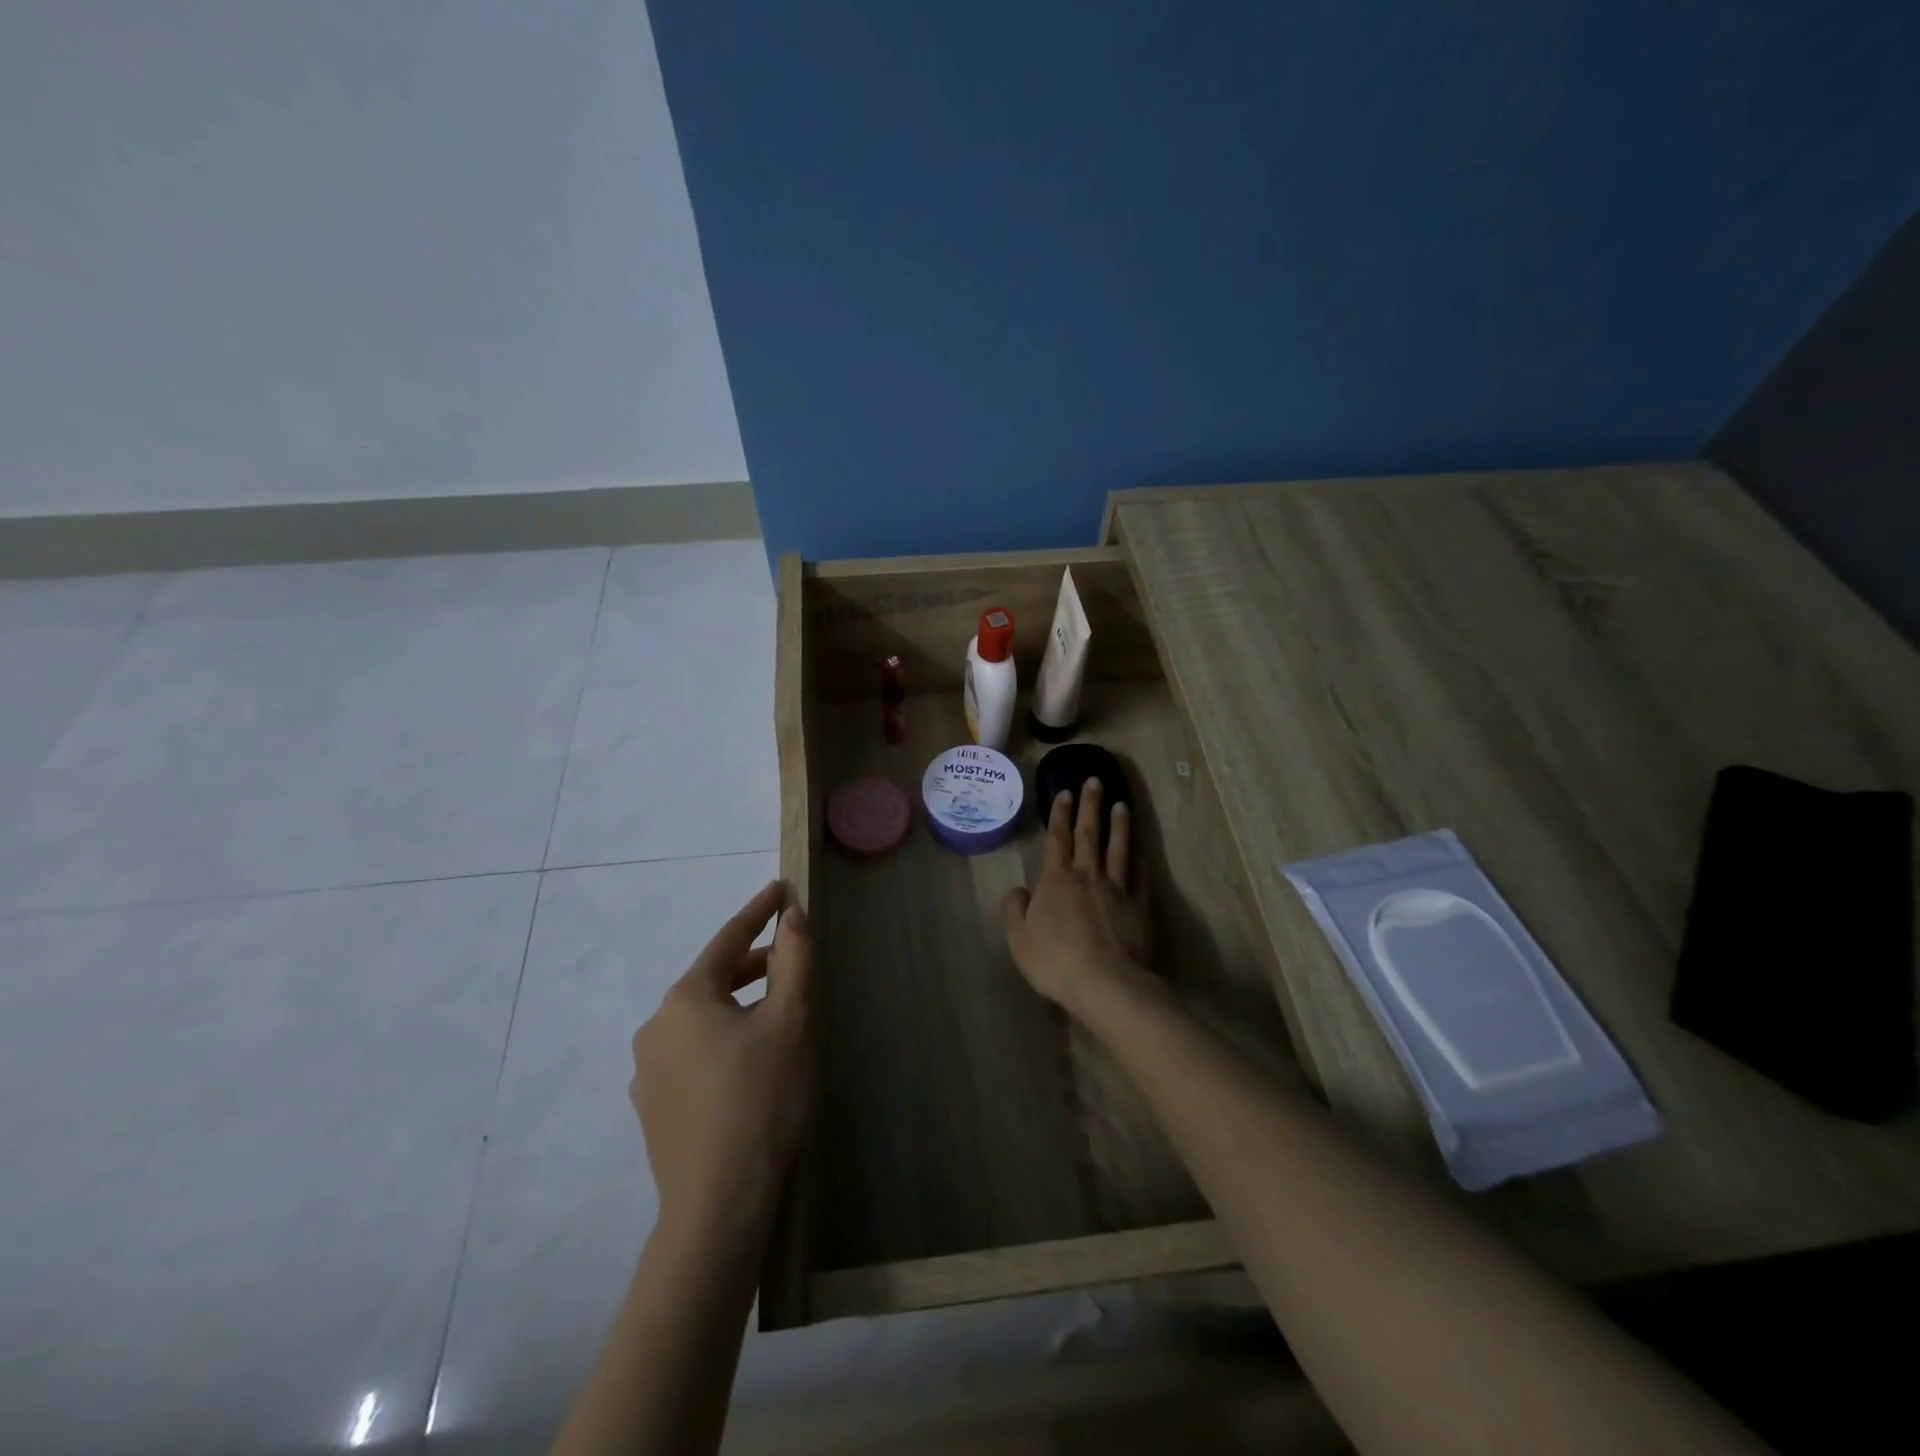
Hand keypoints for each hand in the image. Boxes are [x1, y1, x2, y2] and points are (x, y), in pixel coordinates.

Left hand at [630, 882, 814, 1228]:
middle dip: (754, 965)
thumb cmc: (762, 1099)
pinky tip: (748, 1067)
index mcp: (686, 998)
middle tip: (792, 961)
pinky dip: (722, 1042)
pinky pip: (692, 1055)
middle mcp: (656, 1027)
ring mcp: (648, 1071)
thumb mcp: (791, 1021)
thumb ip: (794, 959)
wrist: (719, 1206)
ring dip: (738, 1007)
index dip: (758, 912)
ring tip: (777, 1018)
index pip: (728, 940)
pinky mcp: (652, 1108)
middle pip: (713, 979)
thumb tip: (791, 915)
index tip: (780, 889)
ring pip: (702, 1020)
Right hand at [1002, 779, 1151, 1015]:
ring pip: (1119, 849)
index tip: (1064, 792)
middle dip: (1090, 805)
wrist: (1106, 984)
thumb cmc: (1055, 961)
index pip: (1057, 838)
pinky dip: (1141, 864)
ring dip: (1119, 825)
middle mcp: (1088, 876)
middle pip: (1089, 834)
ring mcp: (1118, 889)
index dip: (1059, 814)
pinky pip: (1141, 879)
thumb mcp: (1019, 938)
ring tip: (1122, 804)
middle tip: (1095, 780)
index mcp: (1056, 880)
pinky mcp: (1141, 908)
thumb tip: (1020, 891)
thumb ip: (1015, 910)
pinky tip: (1143, 855)